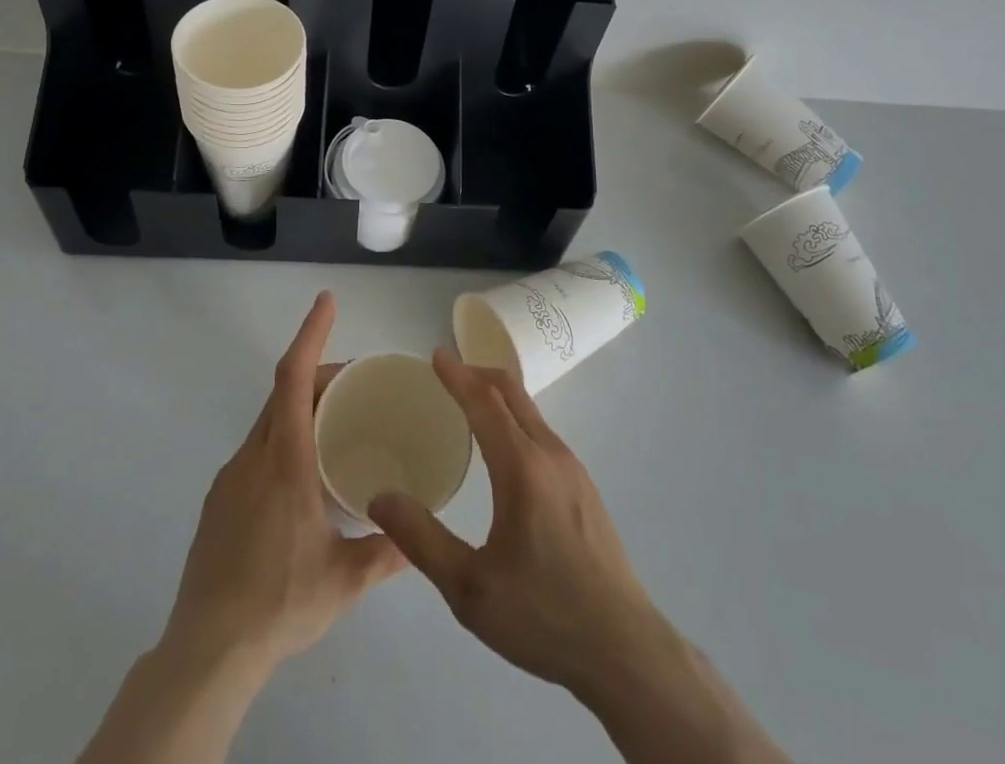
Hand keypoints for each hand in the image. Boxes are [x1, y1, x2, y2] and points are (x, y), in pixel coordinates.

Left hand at [160, 291, 404, 676]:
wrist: (205, 652)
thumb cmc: (280, 603)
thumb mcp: (344, 580)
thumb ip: (387, 553)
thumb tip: (420, 536)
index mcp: (285, 461)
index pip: (293, 378)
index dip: (311, 334)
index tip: (326, 301)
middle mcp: (253, 457)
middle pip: (284, 392)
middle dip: (319, 373)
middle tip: (357, 382)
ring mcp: (230, 478)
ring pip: (269, 421)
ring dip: (301, 407)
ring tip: (337, 427)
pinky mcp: (218, 501)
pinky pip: (256, 449)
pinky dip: (283, 438)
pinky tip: (302, 478)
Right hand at [367, 351, 662, 696]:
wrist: (625, 650)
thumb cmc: (543, 616)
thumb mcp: (469, 588)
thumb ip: (421, 539)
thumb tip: (380, 498)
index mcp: (522, 468)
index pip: (484, 402)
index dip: (458, 375)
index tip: (436, 355)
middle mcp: (550, 454)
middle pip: (512, 393)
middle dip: (478, 373)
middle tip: (448, 373)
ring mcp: (574, 469)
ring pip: (531, 413)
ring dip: (499, 397)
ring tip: (469, 408)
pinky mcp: (585, 488)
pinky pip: (543, 434)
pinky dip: (516, 420)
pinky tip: (504, 451)